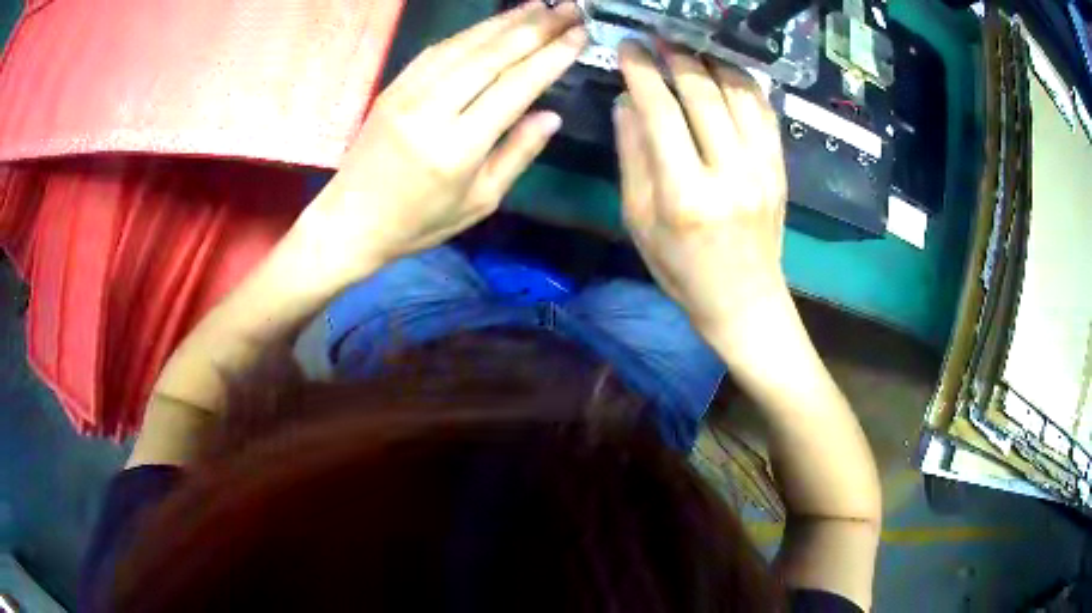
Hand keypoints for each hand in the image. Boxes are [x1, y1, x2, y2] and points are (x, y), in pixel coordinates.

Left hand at [299, 2, 585, 274]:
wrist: (350, 221)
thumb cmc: (419, 222)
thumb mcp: (480, 202)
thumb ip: (517, 154)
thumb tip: (552, 115)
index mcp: (459, 147)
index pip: (515, 87)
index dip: (551, 56)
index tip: (580, 34)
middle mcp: (432, 110)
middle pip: (492, 55)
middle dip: (536, 27)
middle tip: (569, 9)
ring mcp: (407, 93)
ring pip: (464, 45)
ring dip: (505, 21)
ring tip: (539, 6)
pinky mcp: (393, 86)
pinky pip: (437, 50)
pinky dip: (470, 32)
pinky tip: (494, 22)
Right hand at [614, 44, 789, 341]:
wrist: (744, 299)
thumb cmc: (681, 269)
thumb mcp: (639, 221)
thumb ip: (633, 156)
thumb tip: (628, 101)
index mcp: (686, 194)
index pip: (662, 111)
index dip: (641, 71)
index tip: (628, 47)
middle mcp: (730, 174)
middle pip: (704, 93)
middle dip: (676, 56)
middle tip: (657, 39)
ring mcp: (763, 169)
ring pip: (739, 93)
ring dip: (712, 62)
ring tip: (689, 48)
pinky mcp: (780, 168)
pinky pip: (764, 111)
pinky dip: (744, 82)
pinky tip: (725, 72)